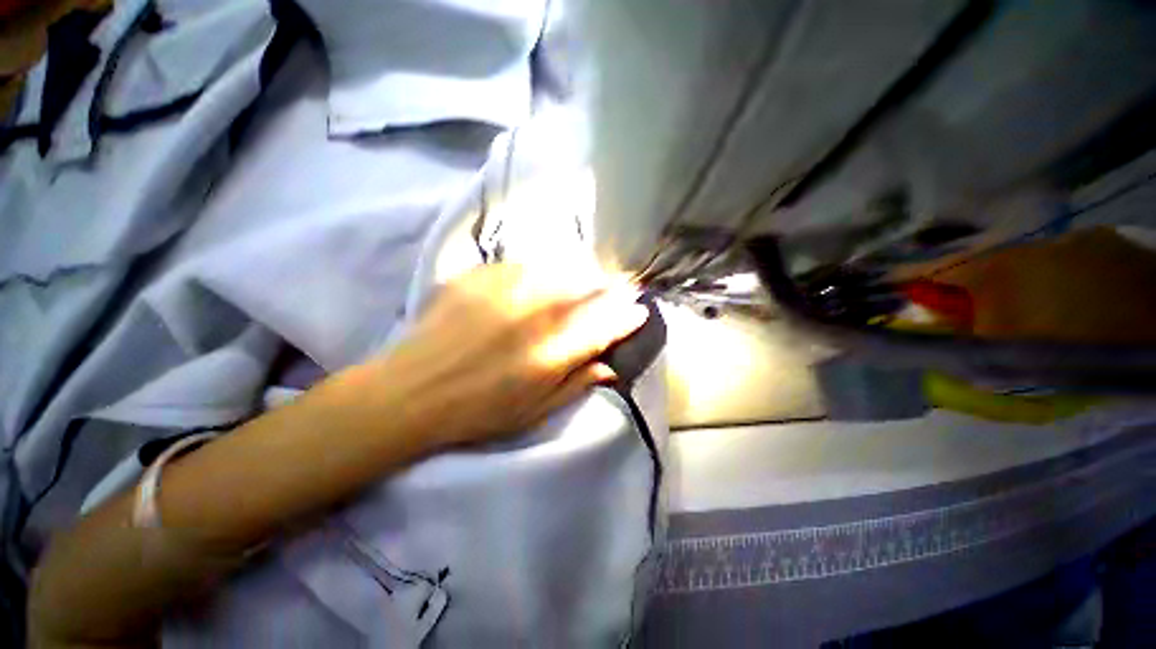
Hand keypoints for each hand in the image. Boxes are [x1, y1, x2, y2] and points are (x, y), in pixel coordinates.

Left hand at [367, 264, 648, 447]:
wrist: (412, 390)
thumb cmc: (477, 411)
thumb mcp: (534, 411)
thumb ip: (576, 383)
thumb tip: (610, 366)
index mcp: (553, 352)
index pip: (605, 325)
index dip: (627, 316)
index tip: (638, 310)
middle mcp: (536, 314)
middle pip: (588, 290)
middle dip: (611, 289)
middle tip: (620, 289)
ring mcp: (508, 288)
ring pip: (561, 270)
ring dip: (581, 274)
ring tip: (586, 279)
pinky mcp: (482, 275)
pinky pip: (526, 264)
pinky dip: (543, 269)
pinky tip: (541, 278)